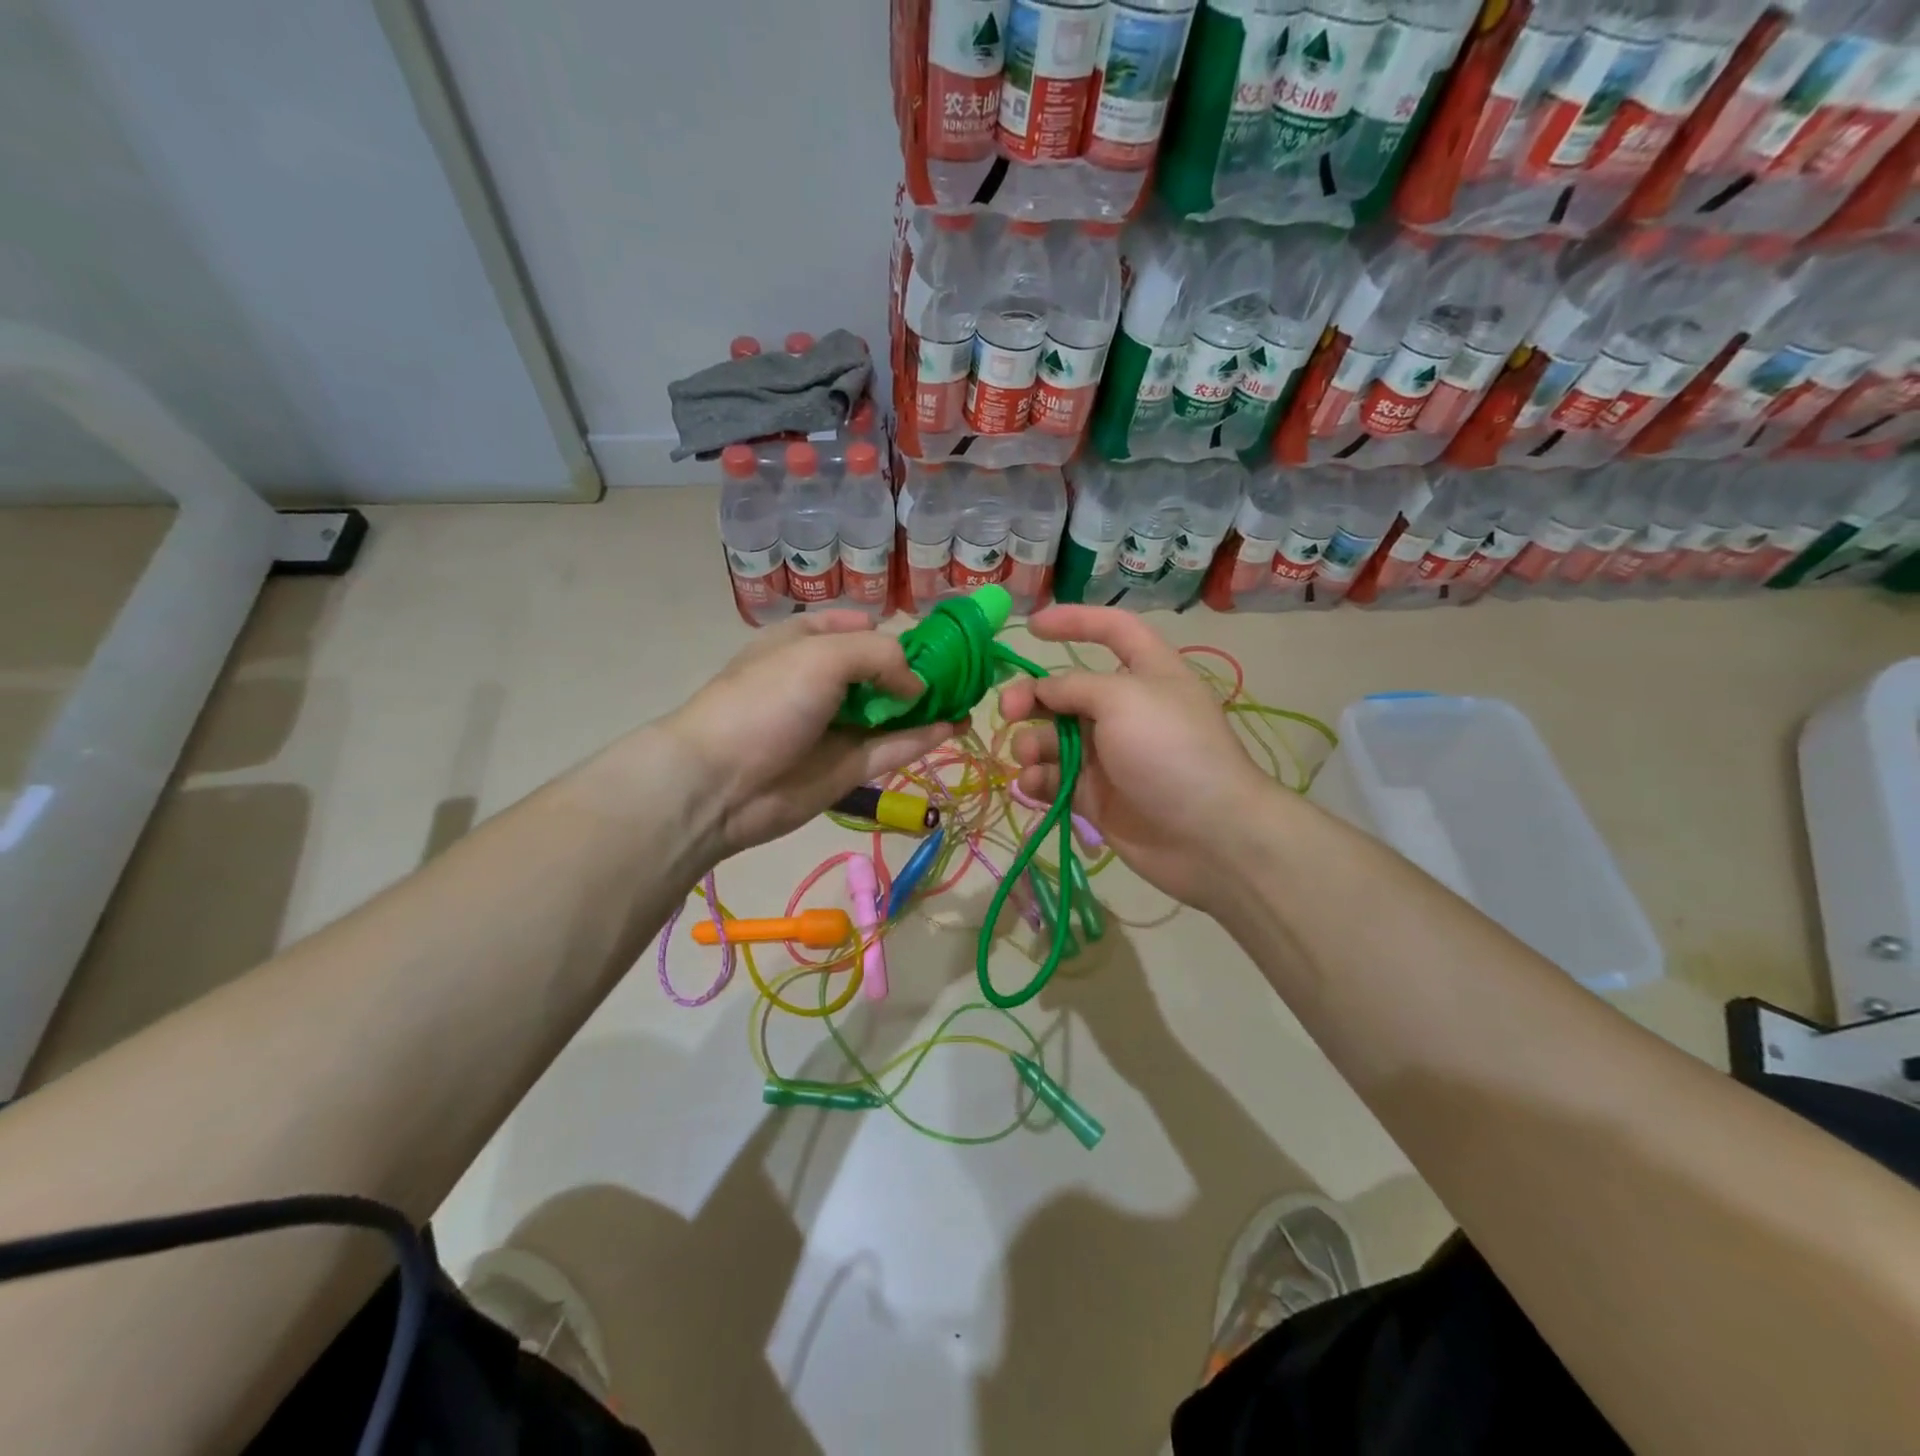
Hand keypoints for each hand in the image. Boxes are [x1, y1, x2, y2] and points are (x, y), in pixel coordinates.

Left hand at [662, 611, 954, 857]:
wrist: (721, 783)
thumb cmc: (767, 701)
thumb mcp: (822, 654)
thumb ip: (880, 656)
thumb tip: (915, 683)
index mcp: (804, 642)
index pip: (852, 626)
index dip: (889, 628)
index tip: (929, 636)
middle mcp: (821, 682)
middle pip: (879, 670)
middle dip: (918, 668)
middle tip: (964, 669)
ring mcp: (835, 727)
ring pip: (891, 712)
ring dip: (928, 704)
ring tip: (971, 697)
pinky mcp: (847, 767)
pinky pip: (892, 747)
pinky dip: (923, 737)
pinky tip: (956, 725)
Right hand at [997, 606, 1279, 914]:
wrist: (1207, 835)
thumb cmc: (1170, 750)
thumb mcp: (1122, 699)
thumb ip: (1074, 686)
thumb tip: (1043, 689)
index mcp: (1148, 672)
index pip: (1112, 630)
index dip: (1074, 621)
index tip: (1031, 628)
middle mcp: (1126, 710)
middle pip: (1067, 691)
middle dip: (1032, 697)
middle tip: (1007, 709)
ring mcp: (1109, 756)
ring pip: (1053, 738)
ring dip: (1032, 743)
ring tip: (1028, 756)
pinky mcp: (1095, 795)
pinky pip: (1055, 778)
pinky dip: (1038, 779)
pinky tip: (1033, 785)